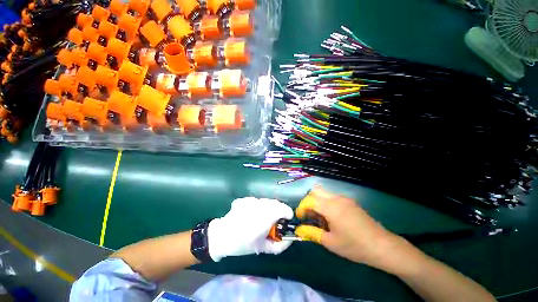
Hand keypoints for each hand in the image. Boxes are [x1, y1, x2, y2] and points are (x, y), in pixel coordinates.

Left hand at [208, 197, 293, 261]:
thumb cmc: (243, 244)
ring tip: (261, 218)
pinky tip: (250, 215)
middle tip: (273, 222)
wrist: (221, 236)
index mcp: (267, 216)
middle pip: (276, 204)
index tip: (286, 220)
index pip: (285, 209)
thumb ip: (280, 245)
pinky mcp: (245, 199)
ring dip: (268, 208)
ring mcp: (252, 200)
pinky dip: (257, 207)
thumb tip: (290, 240)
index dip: (288, 214)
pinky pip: (256, 201)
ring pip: (266, 201)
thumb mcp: (263, 248)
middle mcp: (261, 204)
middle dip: (278, 211)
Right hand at [295, 187, 399, 267]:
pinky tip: (331, 217)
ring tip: (320, 218)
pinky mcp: (350, 201)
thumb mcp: (330, 242)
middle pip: (315, 191)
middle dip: (308, 201)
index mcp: (330, 207)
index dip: (301, 207)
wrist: (382, 245)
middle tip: (308, 215)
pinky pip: (332, 197)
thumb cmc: (354, 246)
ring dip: (317, 201)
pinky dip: (326, 202)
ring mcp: (344, 198)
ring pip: (324, 193)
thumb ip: (312, 233)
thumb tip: (298, 229)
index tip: (300, 218)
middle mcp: (336, 198)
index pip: (309, 200)